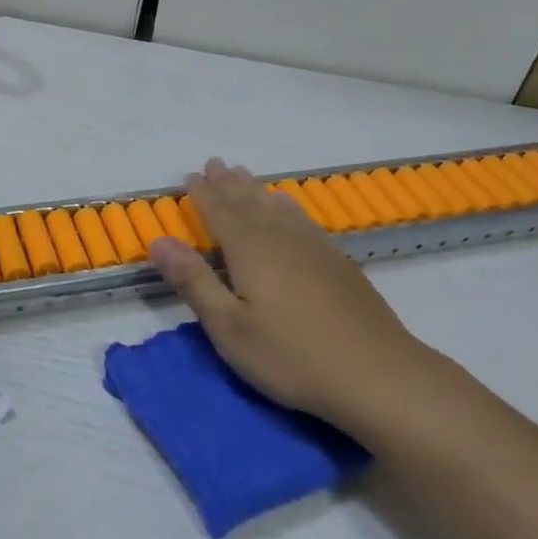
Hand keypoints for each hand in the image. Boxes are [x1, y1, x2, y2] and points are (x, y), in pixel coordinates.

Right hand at [148, 160, 465, 437]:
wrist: (378, 375)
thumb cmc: (291, 355)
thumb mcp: (229, 327)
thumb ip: (194, 281)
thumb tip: (159, 241)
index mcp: (250, 250)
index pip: (220, 212)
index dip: (203, 194)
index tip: (190, 175)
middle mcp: (281, 238)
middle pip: (249, 202)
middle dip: (228, 183)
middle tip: (215, 163)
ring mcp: (314, 248)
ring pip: (277, 207)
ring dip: (256, 190)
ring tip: (244, 175)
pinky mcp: (338, 263)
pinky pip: (303, 220)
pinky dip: (288, 207)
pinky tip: (289, 208)